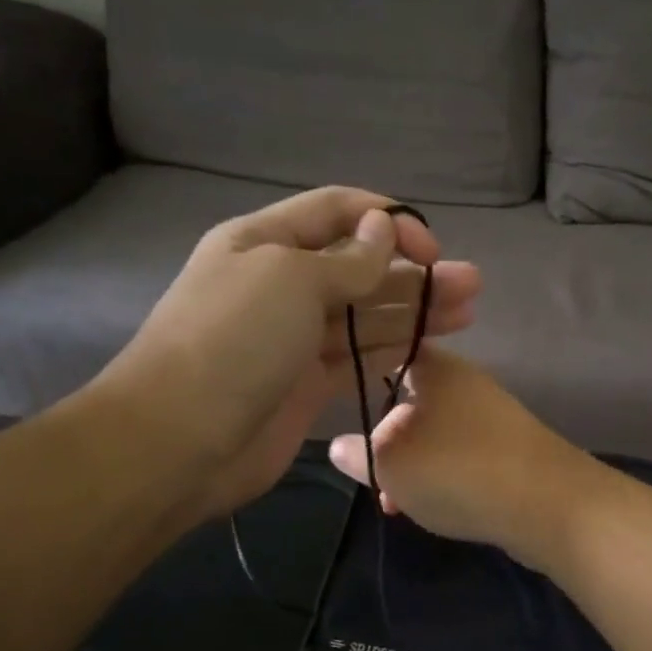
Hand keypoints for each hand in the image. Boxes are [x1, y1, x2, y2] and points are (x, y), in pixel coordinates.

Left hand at [86, 187, 480, 517]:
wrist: (181, 439)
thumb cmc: (234, 340)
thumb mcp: (291, 280)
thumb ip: (347, 260)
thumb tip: (382, 230)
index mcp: (265, 242)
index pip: (336, 212)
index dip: (388, 220)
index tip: (433, 246)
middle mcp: (280, 284)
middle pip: (359, 267)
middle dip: (414, 271)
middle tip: (470, 284)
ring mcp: (293, 338)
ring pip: (364, 316)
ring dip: (413, 311)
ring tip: (467, 313)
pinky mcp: (305, 385)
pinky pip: (356, 358)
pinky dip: (391, 350)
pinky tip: (428, 347)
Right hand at [327, 347, 596, 565]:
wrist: (550, 505)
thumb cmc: (458, 470)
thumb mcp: (391, 465)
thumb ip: (360, 455)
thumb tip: (337, 445)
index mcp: (436, 368)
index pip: (390, 351)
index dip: (360, 372)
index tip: (339, 402)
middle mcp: (466, 384)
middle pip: (411, 401)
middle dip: (385, 440)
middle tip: (372, 475)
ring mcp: (493, 417)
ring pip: (435, 434)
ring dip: (411, 465)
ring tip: (396, 501)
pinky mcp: (512, 451)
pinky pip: (462, 456)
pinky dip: (442, 477)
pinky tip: (432, 507)